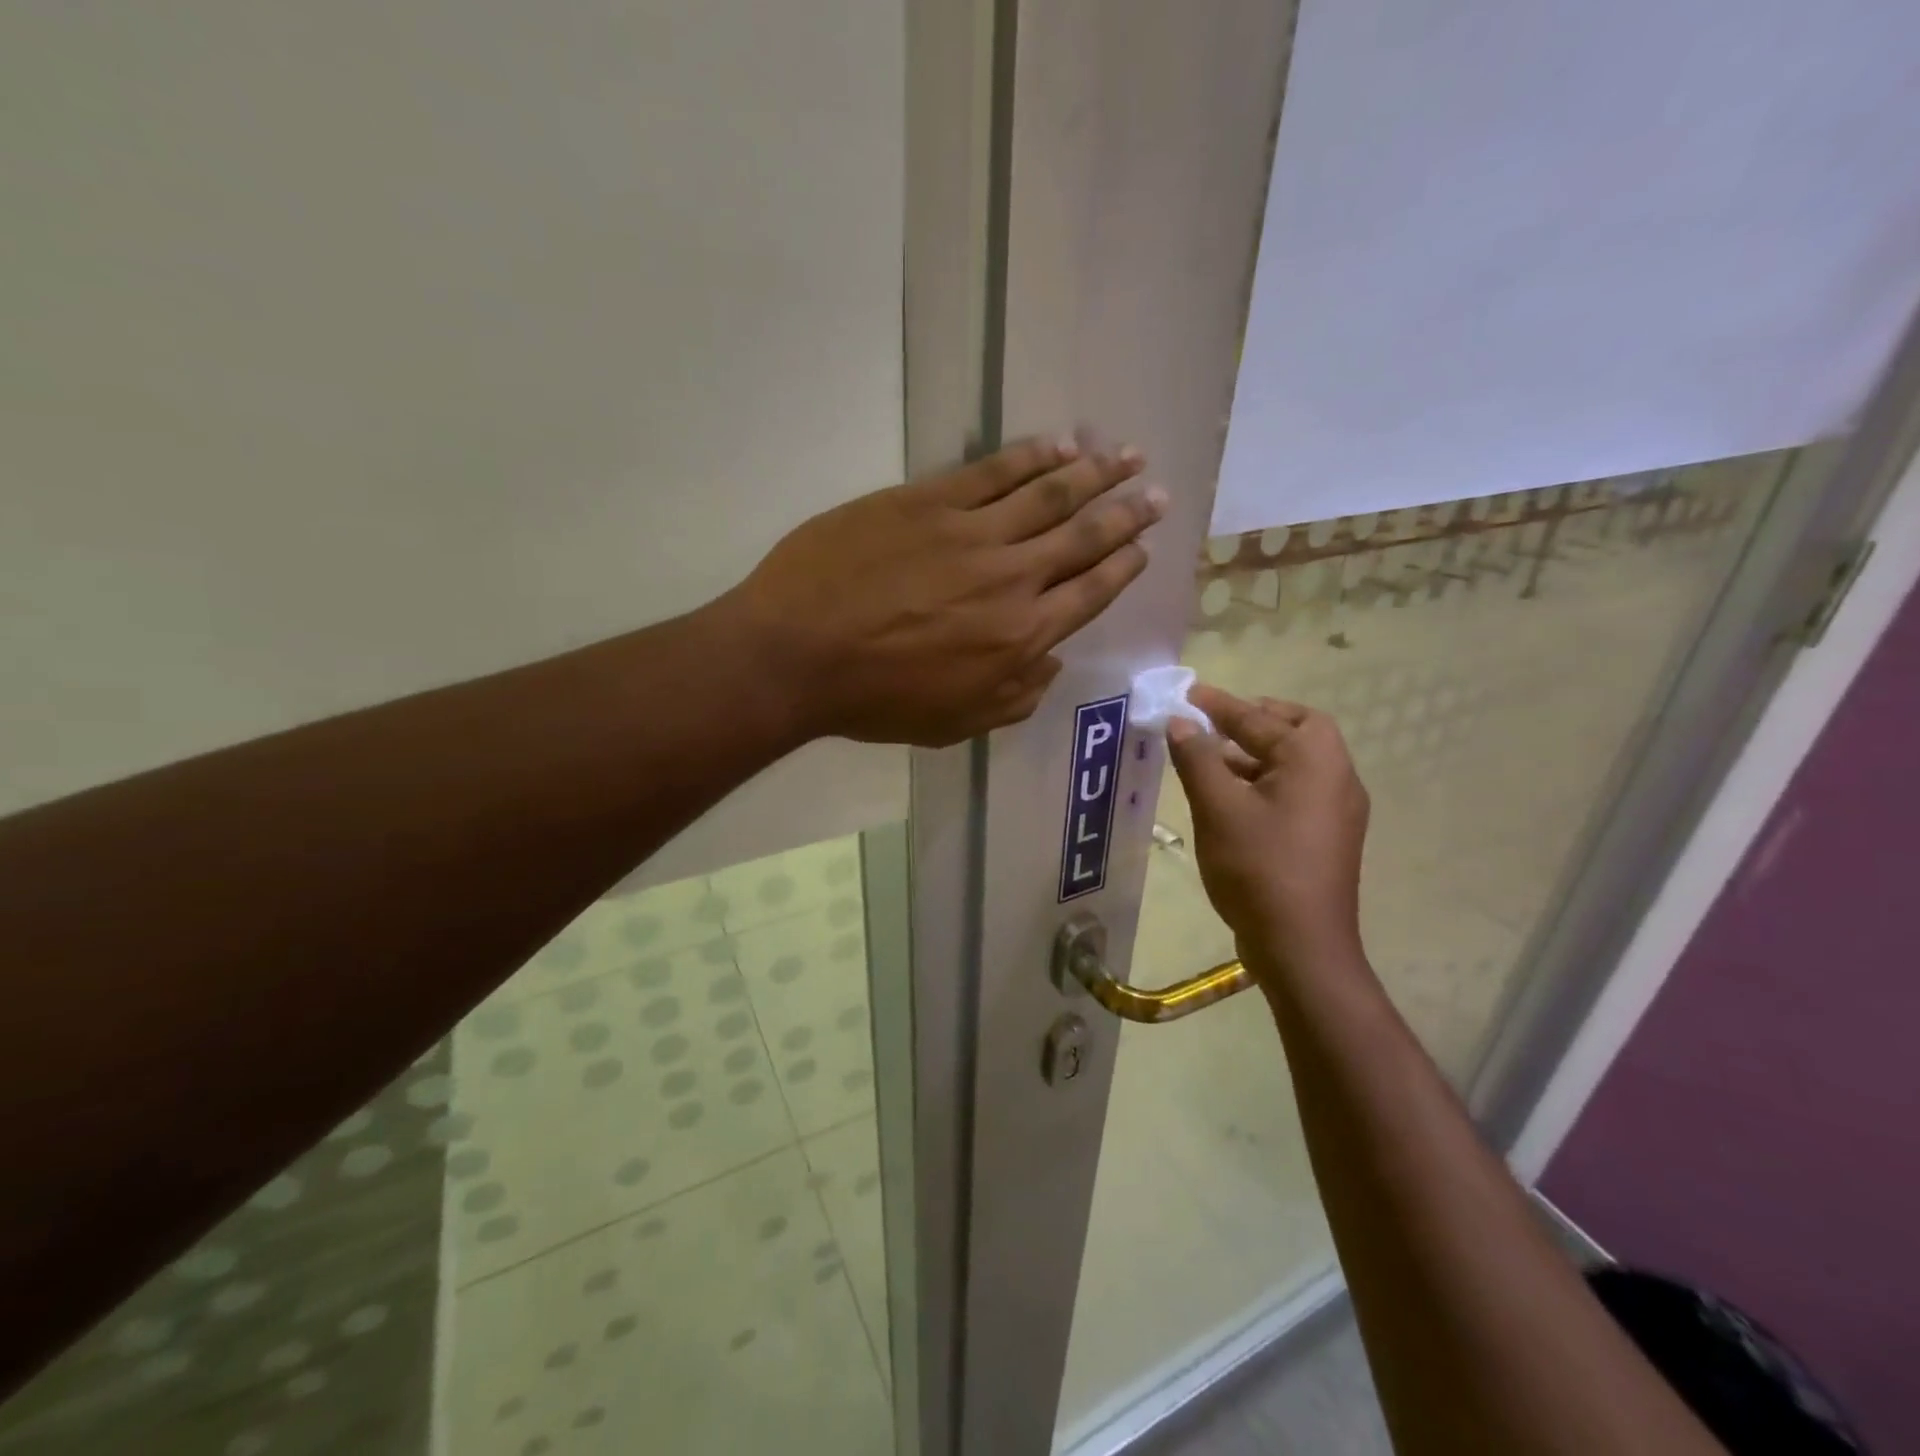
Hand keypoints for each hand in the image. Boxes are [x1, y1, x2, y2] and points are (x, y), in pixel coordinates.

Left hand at [721, 437, 1163, 746]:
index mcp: (1021, 636)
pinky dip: (1031, 455)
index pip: (1090, 591)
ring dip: (1093, 472)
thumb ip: (1016, 695)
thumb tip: (1051, 660)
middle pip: (1083, 536)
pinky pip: (992, 471)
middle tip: (1155, 491)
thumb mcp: (957, 723)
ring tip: (1125, 454)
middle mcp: (1011, 577)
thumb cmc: (876, 700)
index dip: (1122, 565)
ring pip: (1048, 494)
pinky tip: (1058, 443)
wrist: (798, 654)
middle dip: (1126, 513)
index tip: (1144, 546)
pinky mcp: (928, 501)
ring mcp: (970, 532)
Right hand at [1166, 685, 1370, 973]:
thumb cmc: (1259, 867)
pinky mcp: (1327, 838)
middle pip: (1296, 730)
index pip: (1261, 717)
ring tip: (1208, 760)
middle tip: (1212, 723)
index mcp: (1315, 759)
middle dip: (1253, 721)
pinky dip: (1262, 783)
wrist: (1301, 947)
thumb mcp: (1217, 807)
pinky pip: (1294, 792)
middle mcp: (1337, 777)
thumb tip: (1180, 721)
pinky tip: (1228, 799)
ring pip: (1294, 764)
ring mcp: (1337, 810)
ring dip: (1253, 755)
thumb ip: (1197, 758)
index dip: (1220, 704)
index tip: (1188, 693)